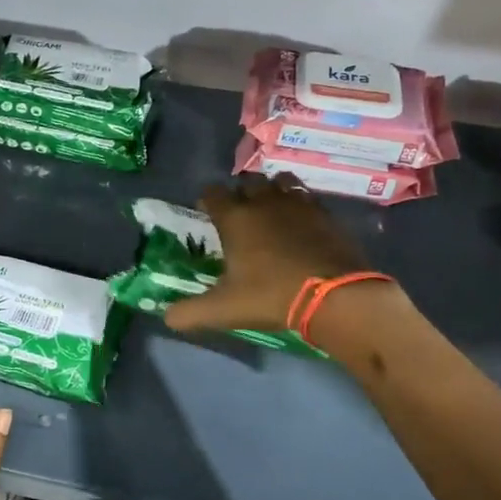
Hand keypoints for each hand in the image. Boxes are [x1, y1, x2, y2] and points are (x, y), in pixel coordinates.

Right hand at [163, 175, 377, 334]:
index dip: (207, 200)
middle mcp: (264, 202)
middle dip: (240, 193)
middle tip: (239, 214)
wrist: (333, 295)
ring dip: (271, 191)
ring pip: (279, 181)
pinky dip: (299, 203)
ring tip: (270, 210)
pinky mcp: (325, 213)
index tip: (206, 212)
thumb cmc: (269, 296)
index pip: (212, 192)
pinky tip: (300, 222)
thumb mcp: (222, 310)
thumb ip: (189, 313)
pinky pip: (306, 196)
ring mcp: (298, 203)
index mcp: (235, 218)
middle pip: (247, 182)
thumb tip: (167, 318)